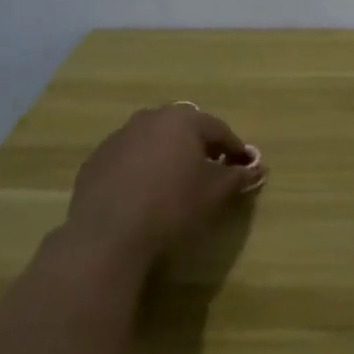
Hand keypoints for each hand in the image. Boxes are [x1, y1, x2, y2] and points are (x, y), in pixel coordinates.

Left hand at [64, 103, 265, 271]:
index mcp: (183, 120)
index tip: (244, 167)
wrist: (108, 235)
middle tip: (211, 171)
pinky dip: (142, 168)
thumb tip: (257, 169)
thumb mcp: (215, 192)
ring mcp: (119, 137)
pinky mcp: (96, 160)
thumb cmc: (172, 205)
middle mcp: (150, 118)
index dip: (235, 149)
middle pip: (185, 129)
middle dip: (200, 147)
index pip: (219, 130)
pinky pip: (129, 158)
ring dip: (169, 155)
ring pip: (154, 141)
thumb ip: (238, 176)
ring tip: (176, 183)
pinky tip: (144, 194)